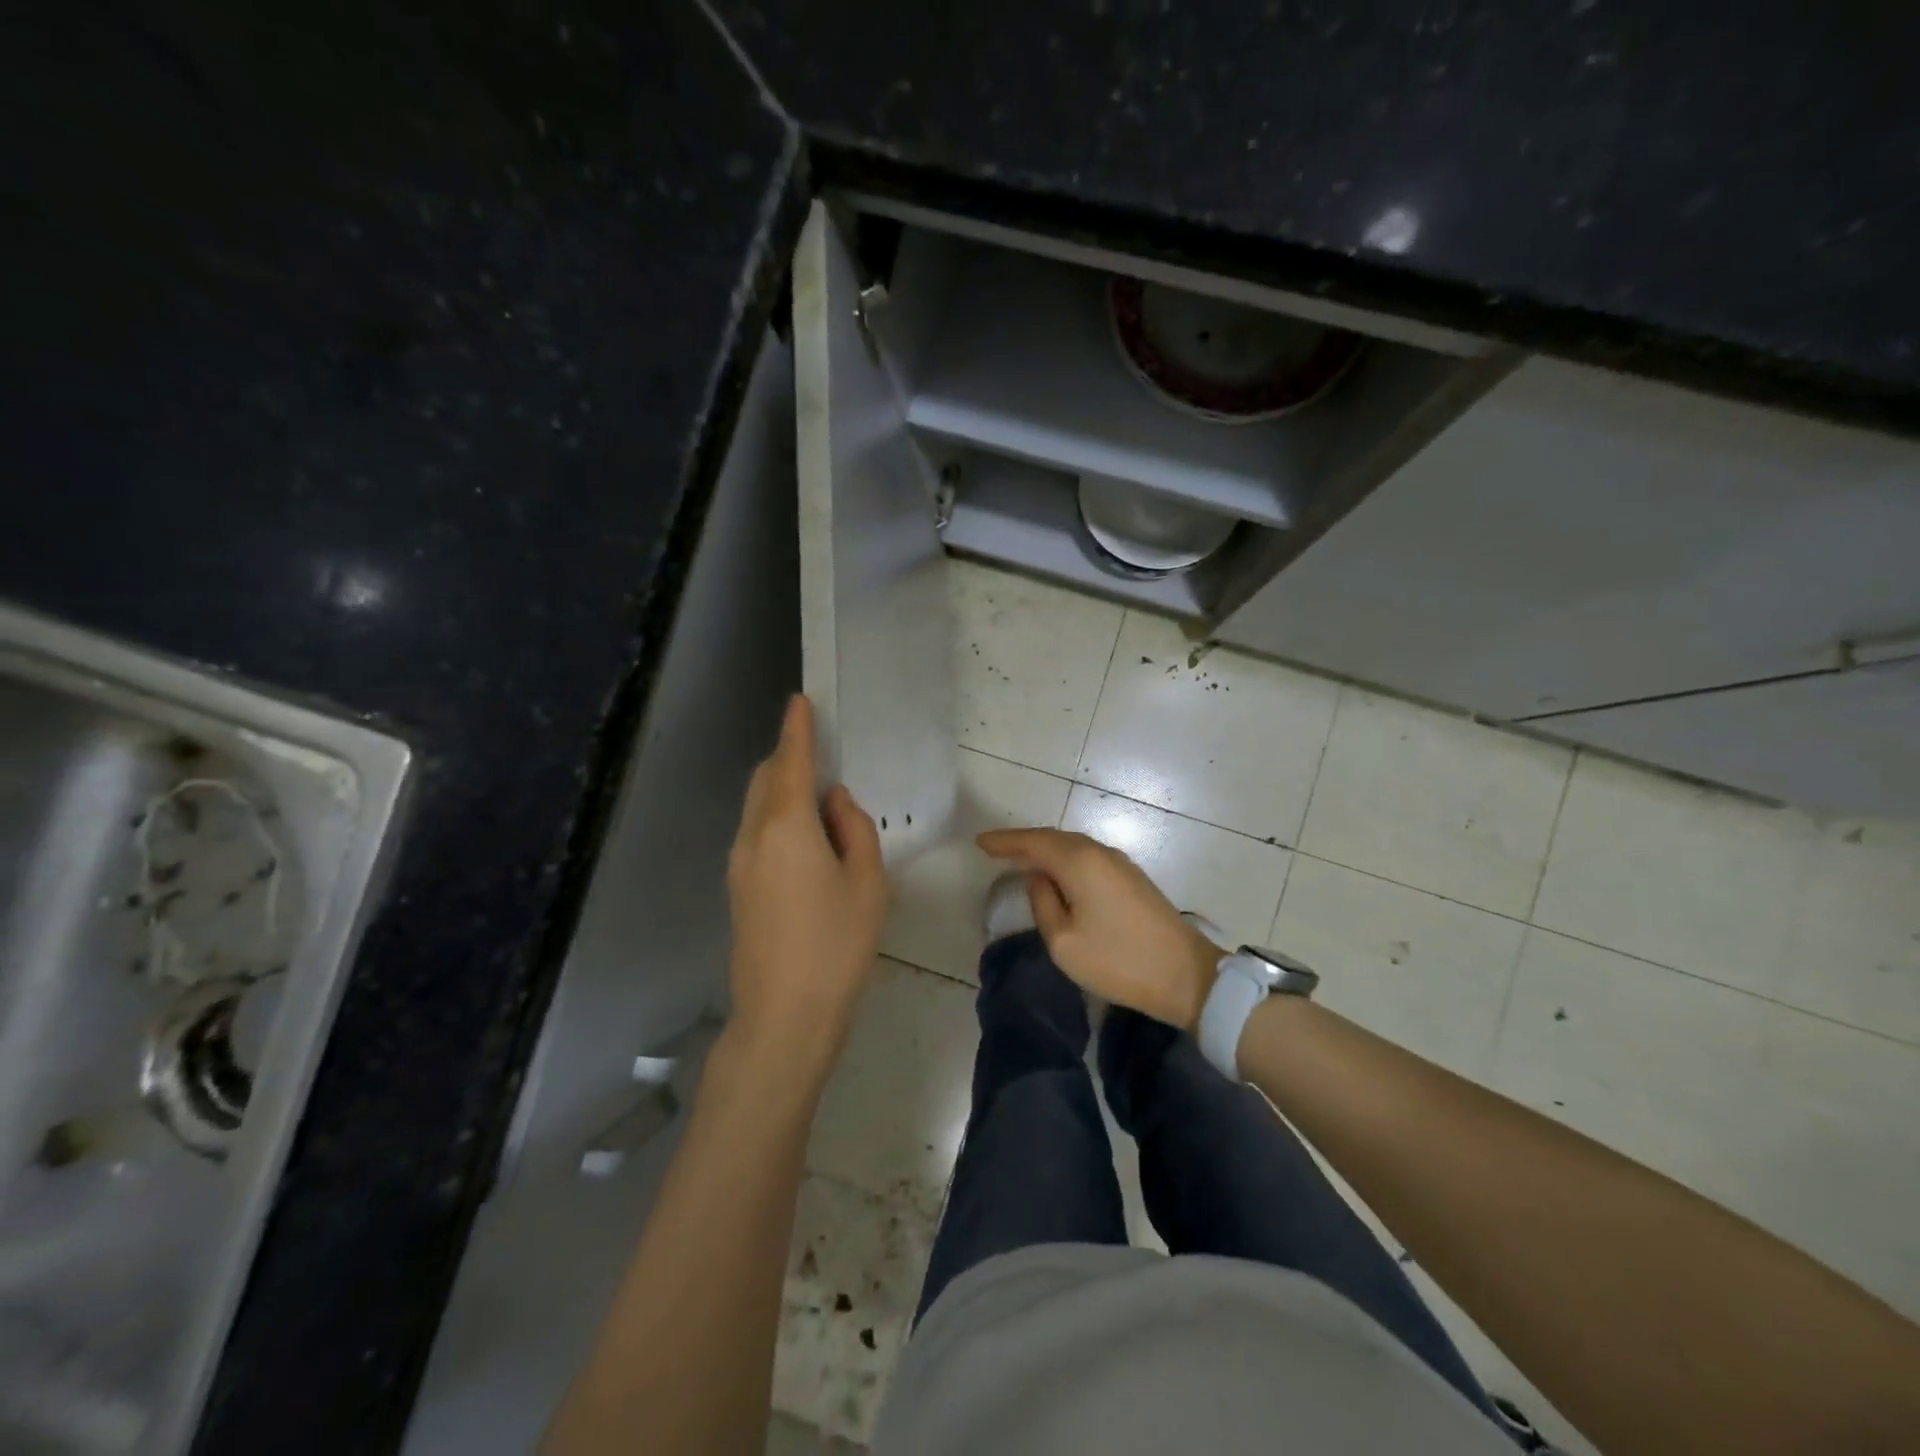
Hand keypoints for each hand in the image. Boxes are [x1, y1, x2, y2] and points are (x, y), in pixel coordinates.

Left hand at [725, 695, 887, 1073]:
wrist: (784, 1015)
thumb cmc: (837, 945)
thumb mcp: (868, 882)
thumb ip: (855, 829)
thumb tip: (835, 803)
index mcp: (786, 827)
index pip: (790, 762)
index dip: (797, 729)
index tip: (800, 701)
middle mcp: (753, 837)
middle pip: (766, 780)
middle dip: (788, 757)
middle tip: (822, 755)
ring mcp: (739, 864)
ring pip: (758, 807)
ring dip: (783, 789)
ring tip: (822, 802)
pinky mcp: (737, 888)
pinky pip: (757, 833)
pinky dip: (778, 817)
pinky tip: (807, 841)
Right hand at [976, 828, 1220, 1031]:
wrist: (1186, 976)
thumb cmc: (1118, 961)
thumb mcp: (1064, 941)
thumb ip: (1043, 904)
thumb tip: (1039, 881)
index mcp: (1079, 862)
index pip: (1033, 842)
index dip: (1005, 842)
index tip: (980, 842)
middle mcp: (1099, 853)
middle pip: (1054, 839)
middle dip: (1023, 843)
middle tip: (995, 850)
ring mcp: (1119, 864)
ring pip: (1072, 847)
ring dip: (1045, 851)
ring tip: (1020, 860)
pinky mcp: (1131, 879)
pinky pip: (1087, 858)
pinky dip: (1065, 861)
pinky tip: (1057, 874)